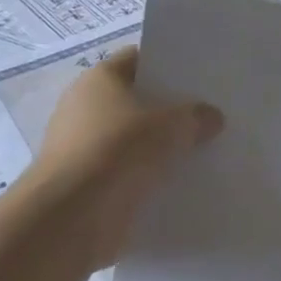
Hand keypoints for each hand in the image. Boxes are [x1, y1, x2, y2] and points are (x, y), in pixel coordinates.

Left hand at [21, 46, 223, 267]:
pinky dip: (149, 176)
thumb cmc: (116, 152)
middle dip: (169, 107)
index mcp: (98, 80)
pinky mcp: (87, 186)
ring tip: (204, 145)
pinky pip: (128, 172)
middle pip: (136, 100)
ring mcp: (83, 149)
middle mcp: (84, 109)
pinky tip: (182, 179)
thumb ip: (195, 116)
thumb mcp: (171, 126)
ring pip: (133, 138)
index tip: (201, 73)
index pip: (138, 59)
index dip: (169, 63)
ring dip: (160, 145)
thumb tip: (212, 117)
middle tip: (210, 110)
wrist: (68, 222)